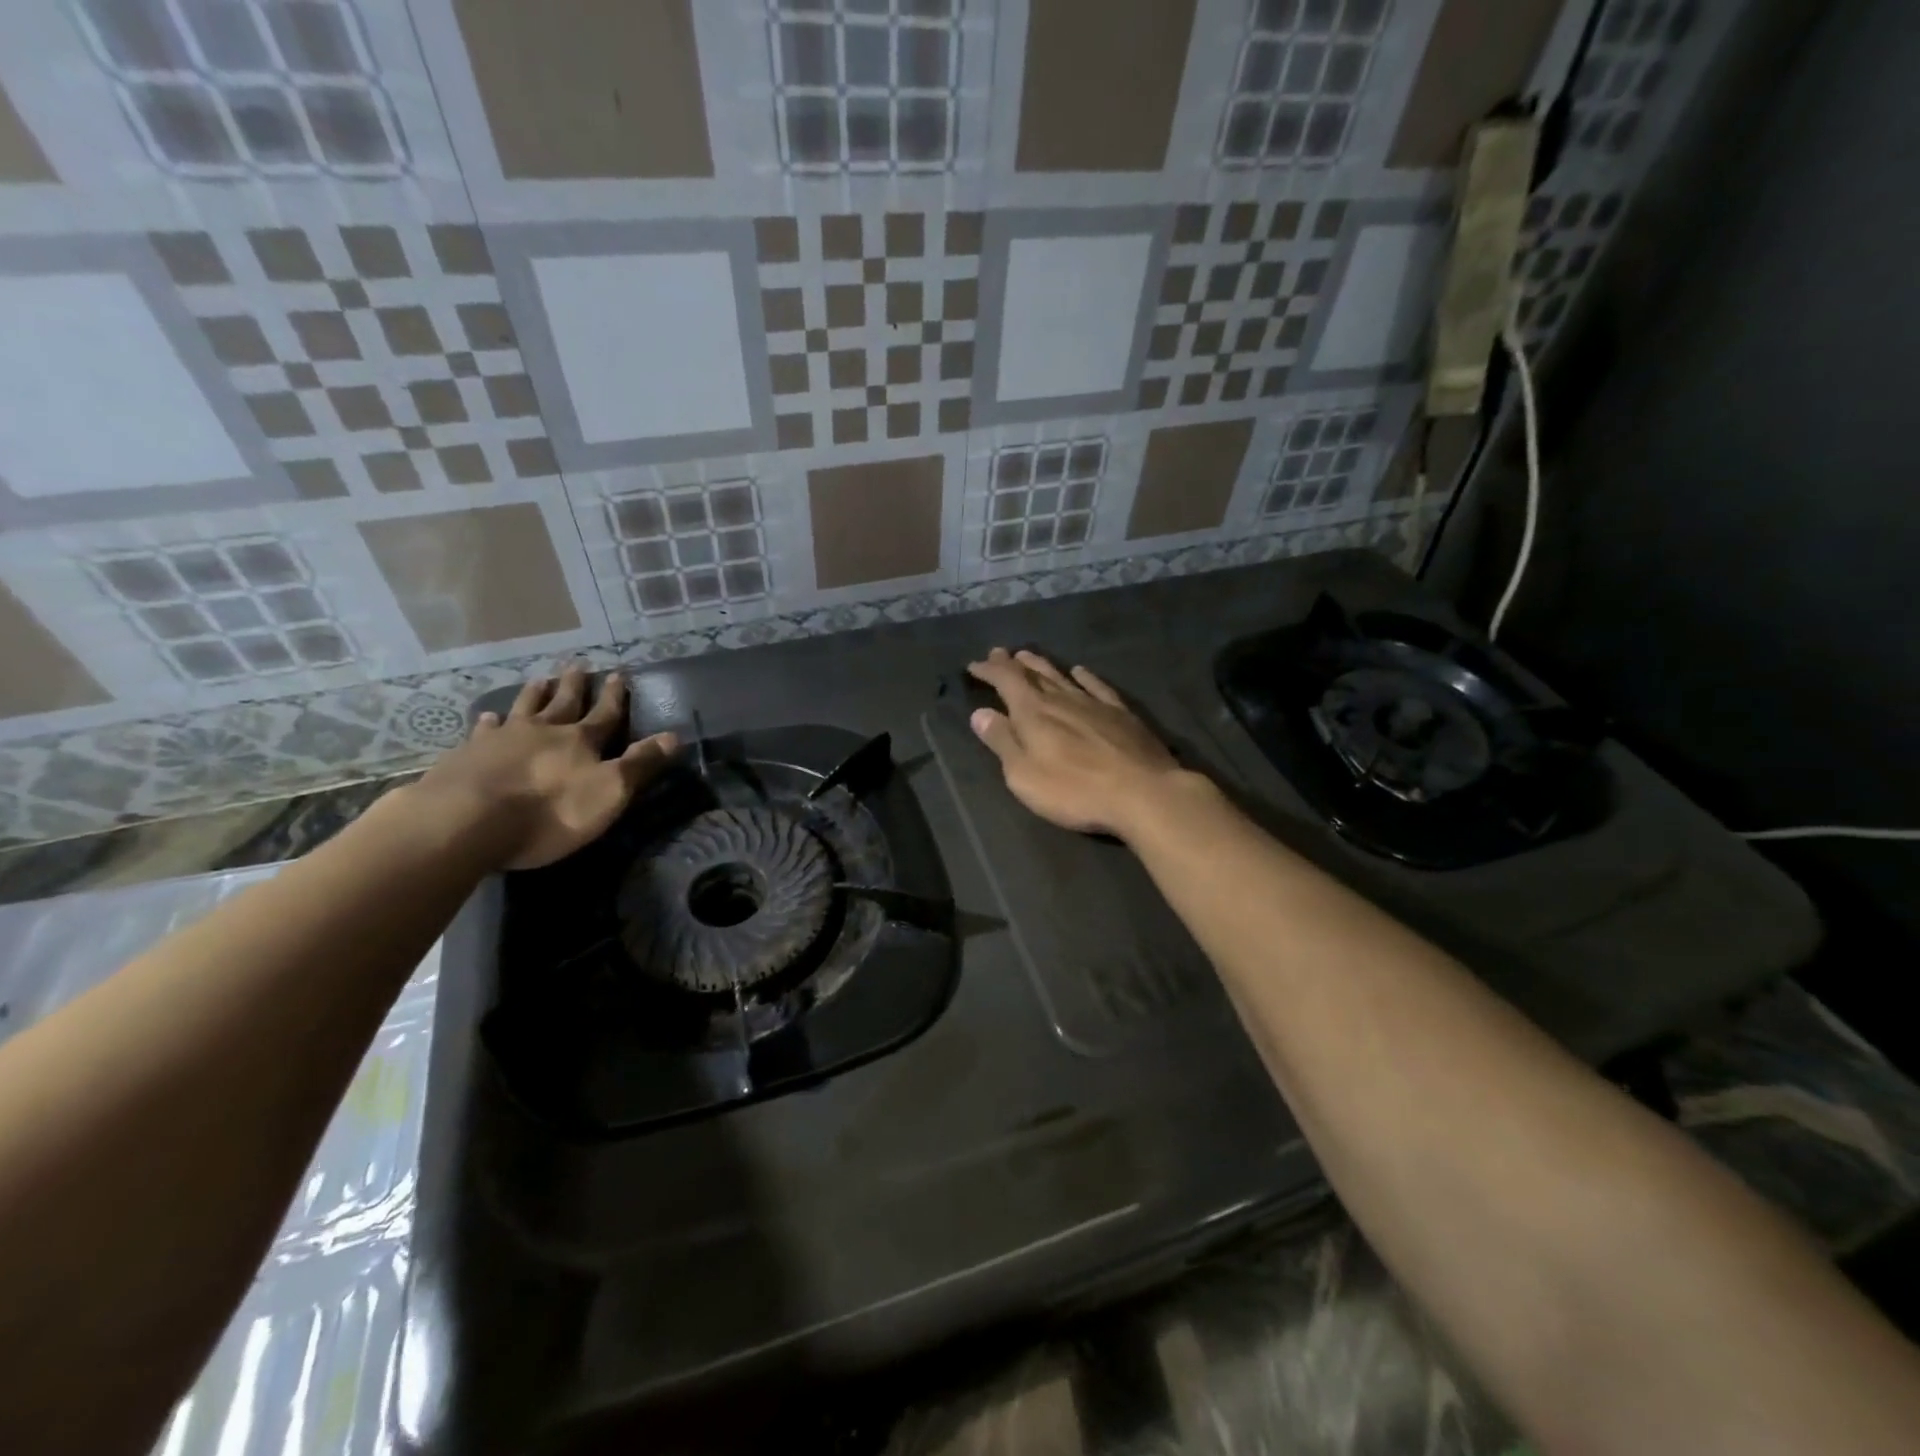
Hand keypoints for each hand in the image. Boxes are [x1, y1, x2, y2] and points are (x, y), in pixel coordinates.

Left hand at [411, 665, 678, 869]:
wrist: (467, 820)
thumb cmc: (550, 811)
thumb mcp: (609, 792)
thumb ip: (640, 764)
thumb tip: (674, 736)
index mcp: (580, 741)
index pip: (605, 713)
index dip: (615, 696)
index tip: (619, 673)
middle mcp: (543, 731)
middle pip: (563, 703)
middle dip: (574, 686)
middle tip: (578, 664)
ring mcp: (502, 740)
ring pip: (523, 708)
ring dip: (535, 694)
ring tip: (540, 679)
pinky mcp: (468, 755)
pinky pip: (483, 731)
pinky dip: (489, 722)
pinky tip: (487, 718)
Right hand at [966, 648, 1198, 840]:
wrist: (1142, 792)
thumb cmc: (1074, 790)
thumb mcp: (1024, 775)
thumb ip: (1002, 742)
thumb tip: (980, 714)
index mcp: (1033, 712)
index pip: (1006, 681)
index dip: (989, 670)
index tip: (974, 665)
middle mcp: (1061, 699)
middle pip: (1033, 673)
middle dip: (1013, 663)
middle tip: (999, 653)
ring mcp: (1094, 703)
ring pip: (1062, 675)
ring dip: (1042, 665)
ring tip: (1028, 655)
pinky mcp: (1121, 713)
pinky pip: (1097, 686)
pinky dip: (1084, 676)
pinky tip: (1080, 671)